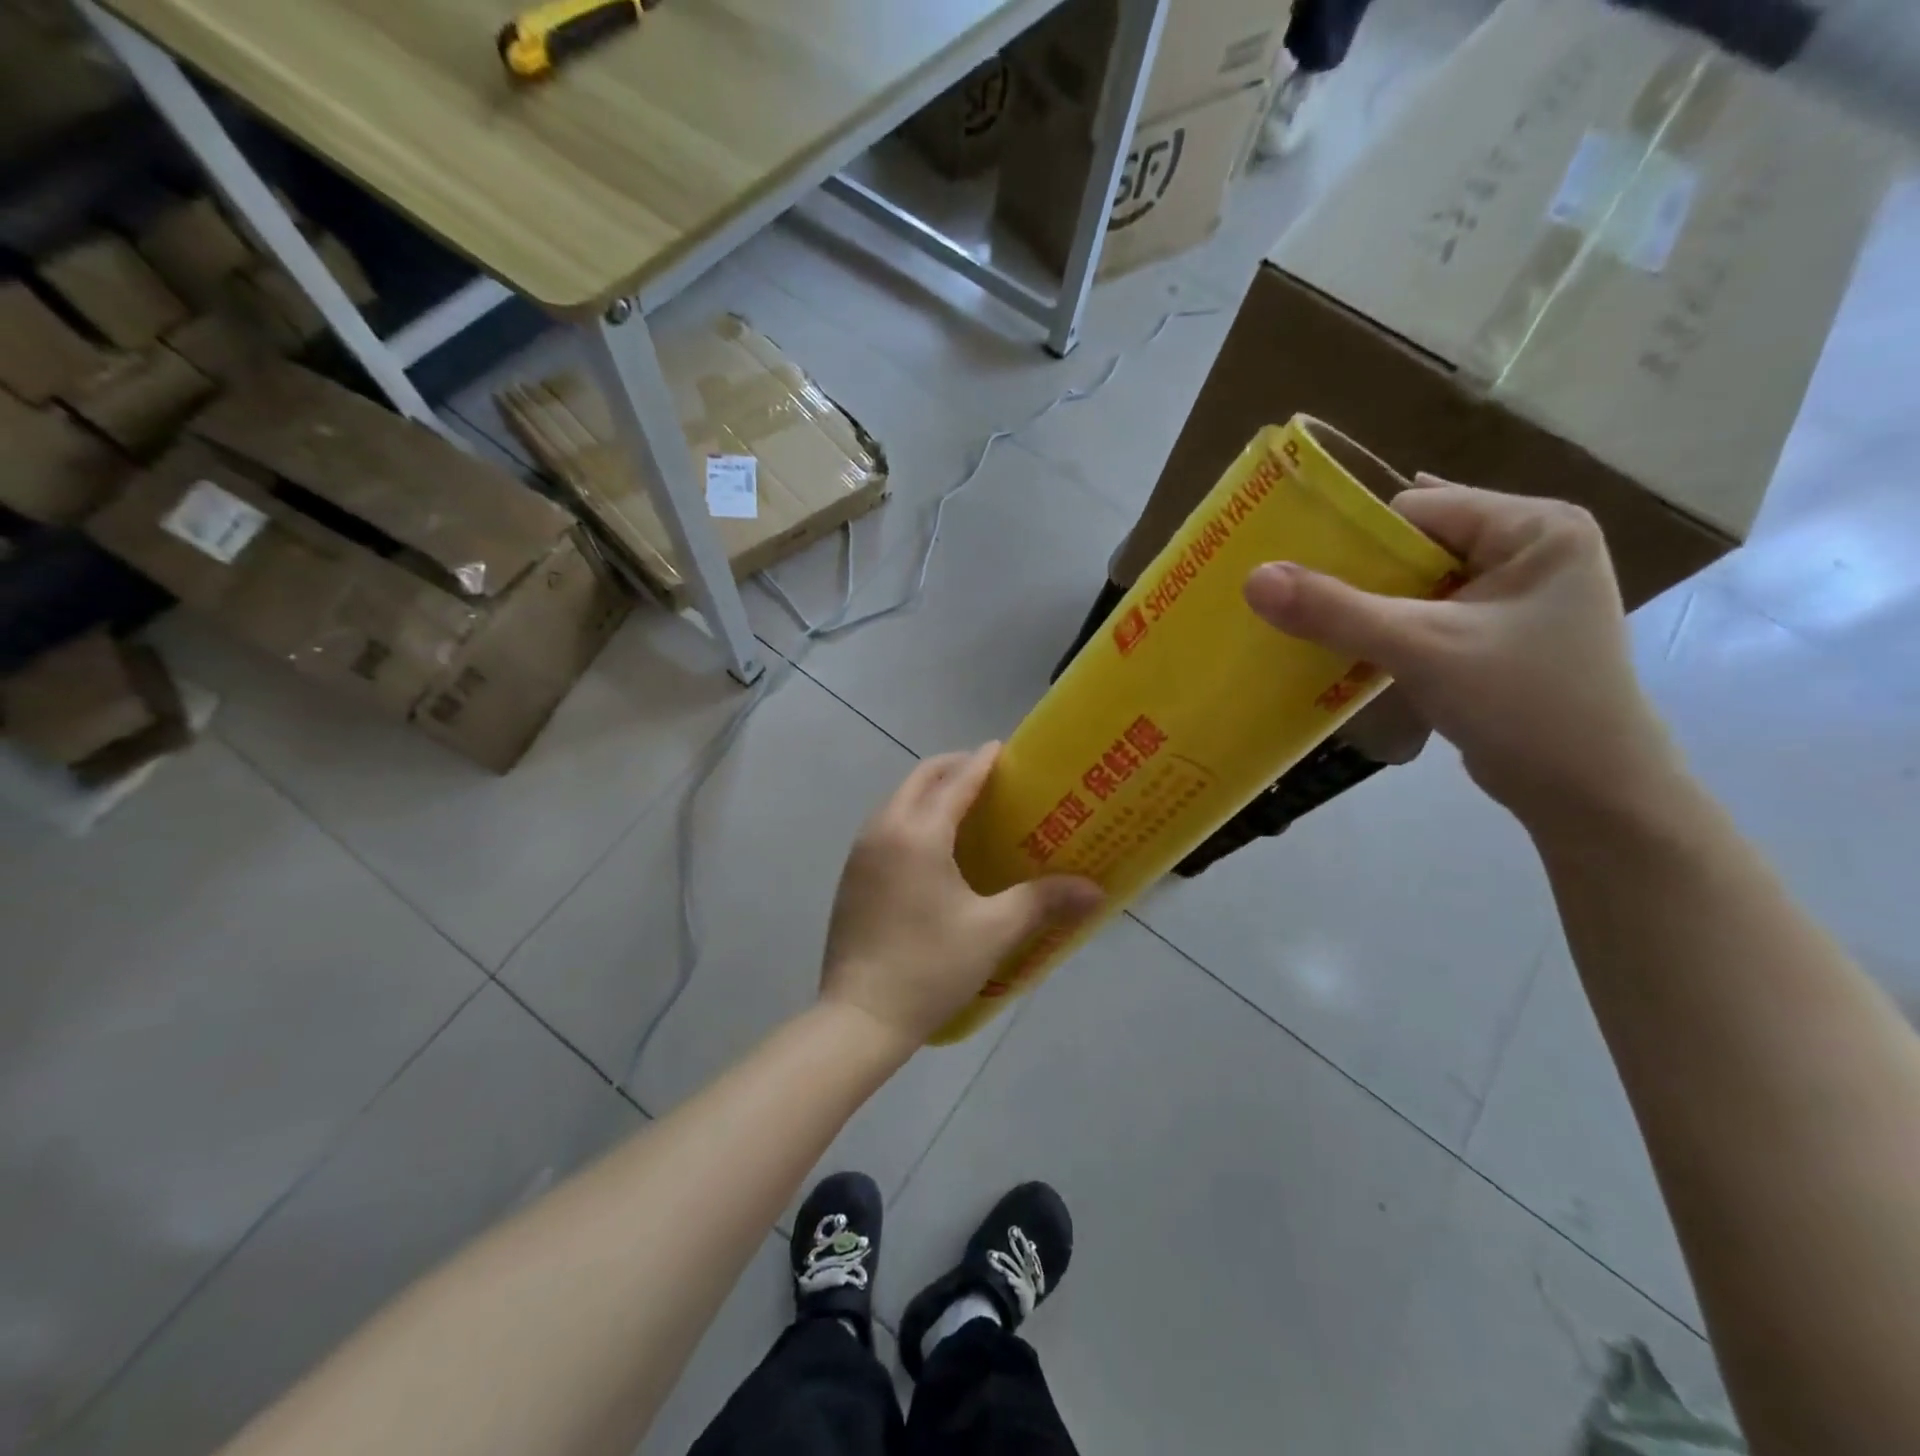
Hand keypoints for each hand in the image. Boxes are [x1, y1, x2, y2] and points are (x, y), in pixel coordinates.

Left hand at [822, 745, 1102, 1048]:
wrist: (861, 1017)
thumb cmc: (931, 967)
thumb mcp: (994, 932)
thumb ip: (1043, 902)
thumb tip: (1095, 890)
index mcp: (919, 833)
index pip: (956, 782)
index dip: (982, 763)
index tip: (1003, 749)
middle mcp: (884, 829)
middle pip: (920, 780)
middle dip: (952, 768)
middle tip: (987, 776)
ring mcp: (860, 852)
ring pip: (897, 801)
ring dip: (928, 792)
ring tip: (963, 808)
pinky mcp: (851, 876)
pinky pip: (885, 826)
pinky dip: (911, 816)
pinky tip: (932, 847)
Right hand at [1244, 479, 1682, 828]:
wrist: (1591, 795)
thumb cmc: (1522, 704)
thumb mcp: (1421, 648)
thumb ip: (1335, 611)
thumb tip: (1253, 577)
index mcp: (1535, 527)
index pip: (1418, 510)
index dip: (1353, 538)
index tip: (1295, 570)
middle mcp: (1530, 549)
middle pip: (1414, 547)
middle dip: (1356, 576)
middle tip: (1290, 601)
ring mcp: (1515, 596)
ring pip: (1415, 586)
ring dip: (1365, 609)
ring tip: (1309, 628)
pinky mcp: (1498, 635)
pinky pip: (1425, 618)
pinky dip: (1385, 633)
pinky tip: (1347, 653)